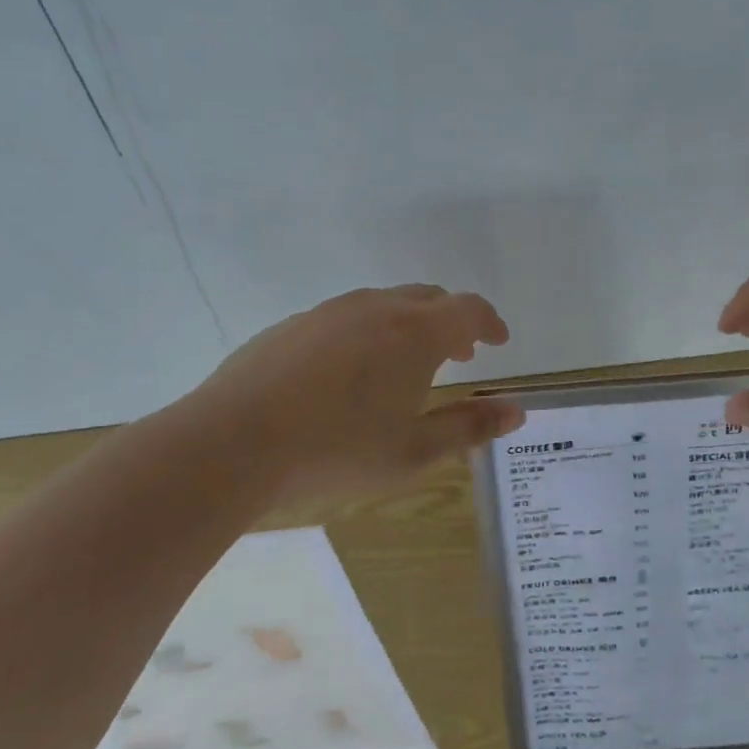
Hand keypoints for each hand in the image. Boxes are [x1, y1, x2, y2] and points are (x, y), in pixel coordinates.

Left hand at [187, 284, 523, 504]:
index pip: (469, 309)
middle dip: (452, 322)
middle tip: (460, 355)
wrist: (232, 443)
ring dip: (409, 325)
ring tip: (406, 365)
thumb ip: (471, 426)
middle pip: (428, 298)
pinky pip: (346, 317)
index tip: (498, 342)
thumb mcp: (414, 450)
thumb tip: (517, 411)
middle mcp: (377, 308)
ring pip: (384, 304)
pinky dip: (368, 333)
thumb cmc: (337, 449)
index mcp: (416, 332)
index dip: (490, 323)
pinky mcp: (293, 325)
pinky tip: (349, 374)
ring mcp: (330, 312)